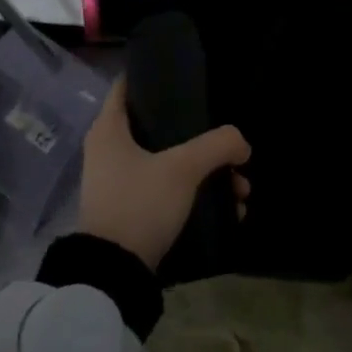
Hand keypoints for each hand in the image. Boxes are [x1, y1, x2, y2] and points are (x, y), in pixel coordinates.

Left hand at [77, 80, 250, 269]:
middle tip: (232, 147)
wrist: (114, 275)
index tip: (188, 77)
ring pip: (174, 163)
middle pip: (164, 128)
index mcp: (109, 130)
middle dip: (204, 138)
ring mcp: (121, 183)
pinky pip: (172, 191)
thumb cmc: (140, 204)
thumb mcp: (184, 168)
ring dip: (210, 172)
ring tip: (240, 190)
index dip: (156, 76)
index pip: (128, 85)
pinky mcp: (134, 211)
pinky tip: (230, 210)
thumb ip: (218, 145)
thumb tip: (242, 144)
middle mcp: (111, 151)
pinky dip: (199, 195)